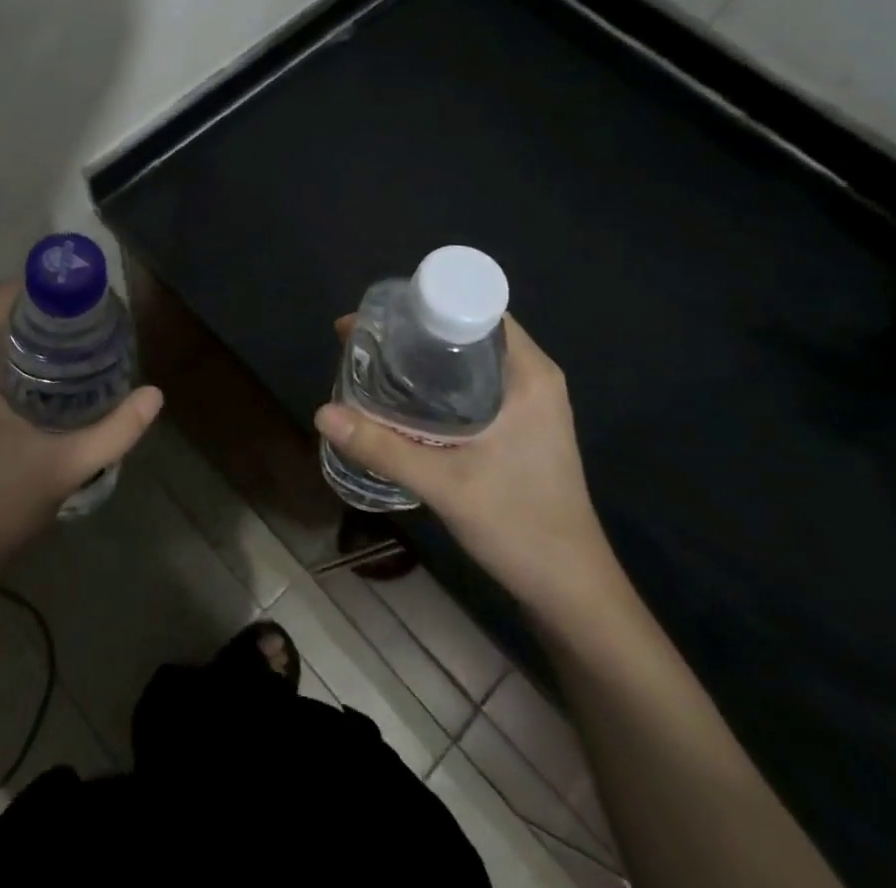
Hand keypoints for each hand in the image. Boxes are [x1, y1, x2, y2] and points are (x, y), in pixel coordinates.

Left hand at [0, 284, 161, 584]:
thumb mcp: (64, 465)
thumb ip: (115, 431)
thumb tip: (156, 394)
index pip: (10, 296)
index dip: (53, 288)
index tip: (94, 296)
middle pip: (9, 315)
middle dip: (55, 314)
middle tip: (102, 322)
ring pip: (3, 341)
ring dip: (42, 338)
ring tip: (91, 345)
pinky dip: (28, 360)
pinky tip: (63, 380)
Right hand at [314, 314, 618, 620]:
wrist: (572, 591)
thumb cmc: (521, 525)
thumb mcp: (445, 484)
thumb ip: (382, 447)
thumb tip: (322, 412)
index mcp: (529, 372)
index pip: (474, 306)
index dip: (423, 303)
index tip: (377, 319)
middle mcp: (532, 376)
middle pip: (465, 328)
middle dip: (412, 331)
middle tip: (363, 343)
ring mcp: (529, 401)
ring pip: (467, 358)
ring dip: (422, 358)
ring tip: (373, 366)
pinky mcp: (520, 424)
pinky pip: (472, 383)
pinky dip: (436, 382)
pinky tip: (403, 401)